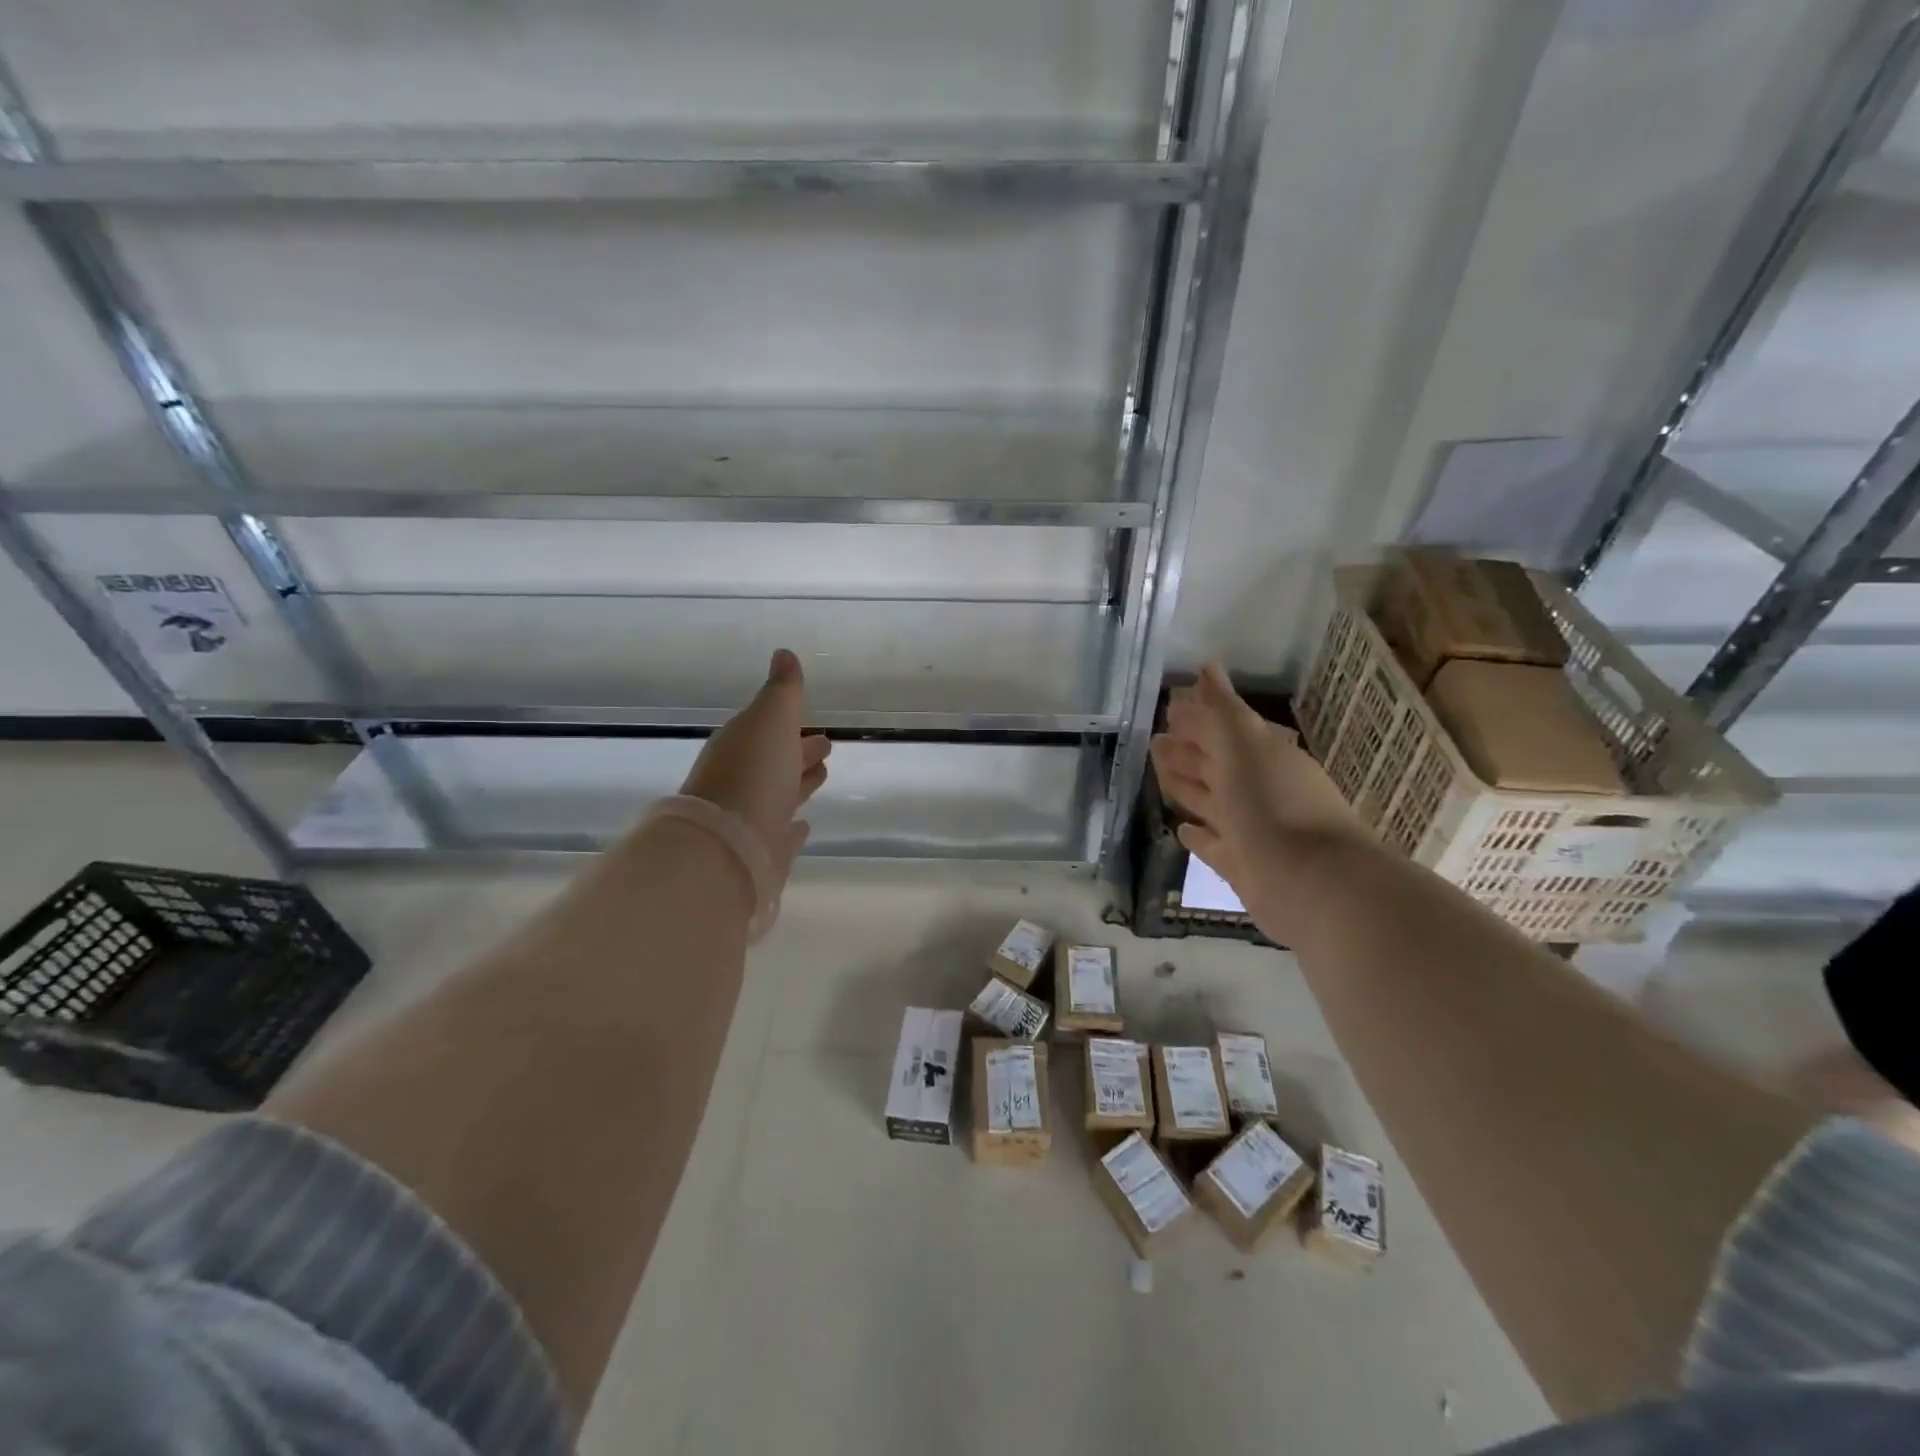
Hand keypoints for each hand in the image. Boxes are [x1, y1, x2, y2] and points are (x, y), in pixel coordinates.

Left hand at [680, 649, 830, 889]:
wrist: (728, 846)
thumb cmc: (753, 772)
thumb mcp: (771, 719)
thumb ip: (782, 689)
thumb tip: (784, 653)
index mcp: (742, 746)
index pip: (769, 731)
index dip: (791, 725)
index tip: (815, 724)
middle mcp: (744, 781)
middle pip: (777, 762)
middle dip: (799, 752)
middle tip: (826, 746)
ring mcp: (753, 818)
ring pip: (782, 794)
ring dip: (800, 784)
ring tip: (823, 776)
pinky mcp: (764, 852)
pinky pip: (783, 834)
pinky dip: (793, 828)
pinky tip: (804, 826)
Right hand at [1150, 662, 1367, 939]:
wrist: (1312, 883)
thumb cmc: (1274, 804)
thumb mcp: (1243, 746)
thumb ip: (1220, 711)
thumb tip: (1206, 667)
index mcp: (1261, 756)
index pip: (1222, 730)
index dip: (1196, 718)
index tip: (1169, 705)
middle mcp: (1258, 790)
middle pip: (1215, 765)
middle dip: (1187, 751)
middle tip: (1154, 741)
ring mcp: (1252, 830)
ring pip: (1212, 802)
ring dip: (1188, 788)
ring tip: (1160, 775)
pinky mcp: (1244, 867)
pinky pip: (1215, 845)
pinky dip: (1199, 836)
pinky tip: (1181, 829)